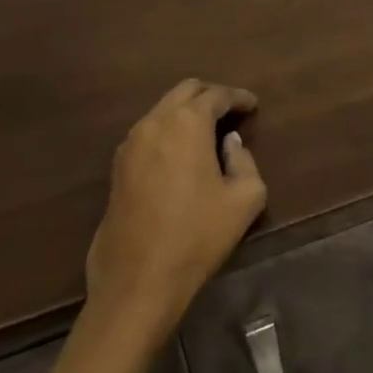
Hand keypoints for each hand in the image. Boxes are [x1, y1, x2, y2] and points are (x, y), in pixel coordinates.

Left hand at [83, 79, 267, 337]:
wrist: (138, 282)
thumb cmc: (198, 236)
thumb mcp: (245, 198)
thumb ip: (245, 160)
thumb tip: (230, 144)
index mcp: (187, 123)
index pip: (217, 95)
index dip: (239, 98)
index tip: (254, 105)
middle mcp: (154, 123)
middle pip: (186, 91)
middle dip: (211, 96)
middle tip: (233, 111)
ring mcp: (130, 144)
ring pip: (163, 110)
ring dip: (188, 112)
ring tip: (210, 132)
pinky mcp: (118, 168)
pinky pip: (149, 132)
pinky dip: (170, 130)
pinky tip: (184, 152)